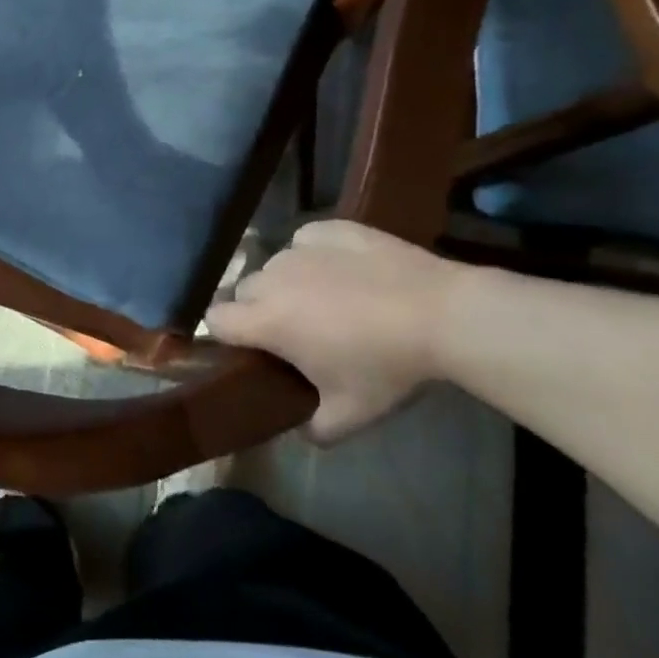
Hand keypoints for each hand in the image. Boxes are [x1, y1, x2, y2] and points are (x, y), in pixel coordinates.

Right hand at [206, 220, 464, 442]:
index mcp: (267, 321)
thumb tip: (301, 428)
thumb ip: (314, 428)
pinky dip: (313, 256)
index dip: (225, 335)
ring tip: (326, 300)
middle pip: (243, 291)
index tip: (250, 348)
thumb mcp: (351, 415)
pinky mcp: (328, 229)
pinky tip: (343, 271)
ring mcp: (299, 248)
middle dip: (258, 309)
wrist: (443, 314)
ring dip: (286, 283)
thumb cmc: (388, 366)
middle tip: (295, 331)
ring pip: (274, 265)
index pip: (214, 320)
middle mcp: (272, 279)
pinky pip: (304, 242)